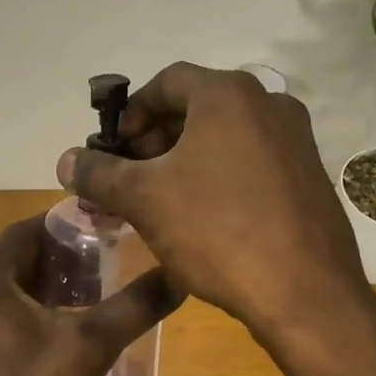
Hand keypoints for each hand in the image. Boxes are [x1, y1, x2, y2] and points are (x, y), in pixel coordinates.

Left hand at [0, 214, 178, 375]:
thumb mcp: (91, 350)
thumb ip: (135, 305)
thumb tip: (180, 273)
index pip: (26, 229)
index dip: (67, 227)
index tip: (105, 232)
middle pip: (13, 260)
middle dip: (57, 261)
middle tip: (103, 267)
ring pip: (0, 290)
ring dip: (39, 289)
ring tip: (85, 301)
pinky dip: (18, 315)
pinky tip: (51, 337)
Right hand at [56, 62, 372, 339]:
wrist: (305, 293)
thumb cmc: (217, 231)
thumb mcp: (144, 199)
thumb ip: (99, 173)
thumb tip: (66, 161)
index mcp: (229, 95)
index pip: (166, 82)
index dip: (131, 112)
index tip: (112, 149)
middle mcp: (269, 104)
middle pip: (196, 108)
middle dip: (154, 139)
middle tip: (128, 177)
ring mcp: (296, 141)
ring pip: (223, 137)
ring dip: (183, 160)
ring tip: (157, 200)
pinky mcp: (309, 177)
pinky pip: (250, 161)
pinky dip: (217, 175)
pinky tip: (200, 217)